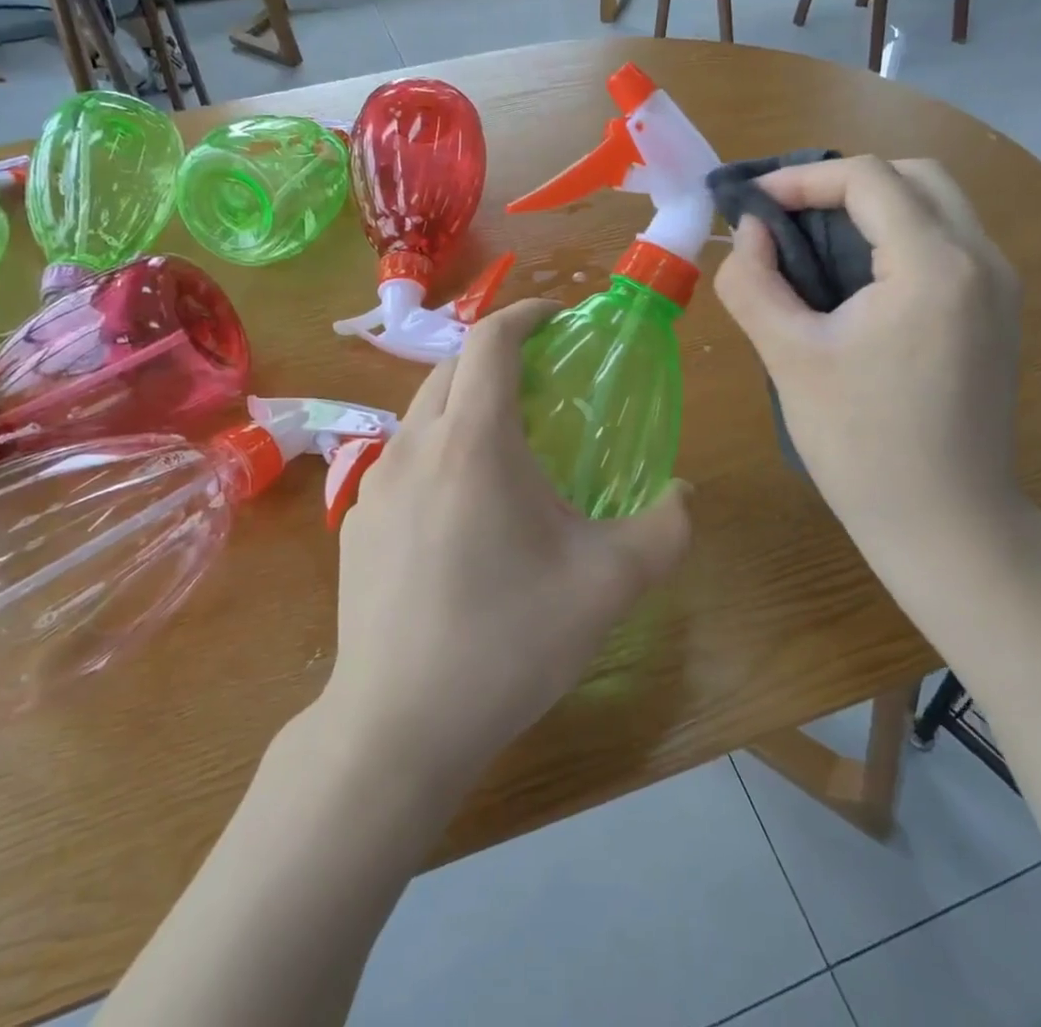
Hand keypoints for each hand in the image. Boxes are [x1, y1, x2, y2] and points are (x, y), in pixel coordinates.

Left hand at [324, 300, 691, 790]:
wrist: (397, 726)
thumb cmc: (506, 642)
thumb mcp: (607, 585)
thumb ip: (663, 530)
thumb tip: (683, 496)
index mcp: (473, 440)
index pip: (490, 339)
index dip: (526, 315)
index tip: (558, 320)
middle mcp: (415, 445)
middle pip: (451, 367)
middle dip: (496, 358)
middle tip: (542, 383)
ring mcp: (374, 483)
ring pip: (423, 413)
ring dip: (465, 405)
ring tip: (506, 447)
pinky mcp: (357, 521)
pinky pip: (403, 460)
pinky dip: (438, 452)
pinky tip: (462, 512)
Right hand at [712, 156, 1026, 564]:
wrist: (945, 522)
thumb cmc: (860, 443)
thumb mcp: (789, 358)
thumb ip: (753, 283)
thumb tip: (748, 232)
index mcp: (934, 265)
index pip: (868, 178)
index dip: (801, 179)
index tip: (752, 205)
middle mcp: (982, 260)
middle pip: (913, 176)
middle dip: (843, 183)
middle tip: (786, 217)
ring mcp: (999, 286)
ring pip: (936, 205)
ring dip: (872, 207)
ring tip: (812, 243)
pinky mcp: (997, 312)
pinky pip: (947, 242)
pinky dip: (897, 236)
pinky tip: (855, 279)